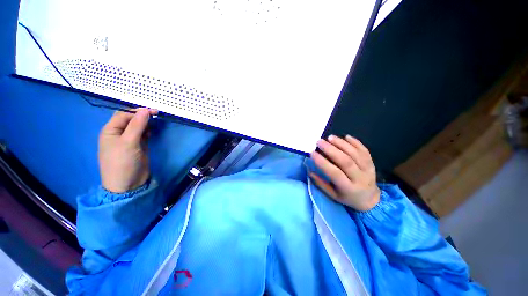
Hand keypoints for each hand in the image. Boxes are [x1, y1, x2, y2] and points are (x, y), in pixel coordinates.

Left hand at [98, 108, 157, 192]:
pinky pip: (142, 134)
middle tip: (157, 117)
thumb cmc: (123, 162)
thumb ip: (137, 125)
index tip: (154, 112)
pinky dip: (148, 131)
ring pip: (137, 127)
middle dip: (142, 116)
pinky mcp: (137, 146)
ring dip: (146, 124)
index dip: (138, 111)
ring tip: (155, 125)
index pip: (124, 115)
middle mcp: (118, 133)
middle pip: (130, 119)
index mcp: (110, 130)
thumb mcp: (129, 142)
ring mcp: (128, 140)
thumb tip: (146, 110)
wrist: (128, 183)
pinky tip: (152, 133)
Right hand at [310, 135, 379, 211]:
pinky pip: (364, 150)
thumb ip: (320, 183)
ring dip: (341, 144)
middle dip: (331, 149)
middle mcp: (359, 178)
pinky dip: (356, 142)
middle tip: (319, 142)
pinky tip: (346, 137)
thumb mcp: (333, 195)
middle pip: (345, 161)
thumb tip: (309, 170)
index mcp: (348, 188)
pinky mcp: (372, 163)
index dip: (322, 162)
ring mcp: (368, 169)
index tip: (312, 153)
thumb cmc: (347, 197)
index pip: (334, 173)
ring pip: (355, 154)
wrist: (370, 199)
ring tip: (330, 137)